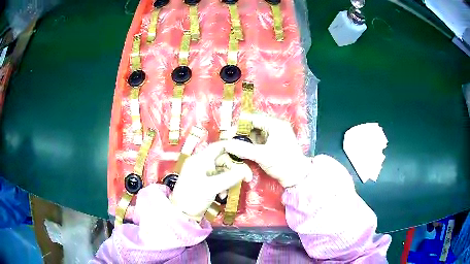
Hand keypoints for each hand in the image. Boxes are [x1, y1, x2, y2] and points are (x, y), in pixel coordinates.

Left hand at [170, 141, 251, 220]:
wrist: (181, 214)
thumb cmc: (193, 197)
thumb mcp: (213, 187)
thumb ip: (230, 177)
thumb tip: (246, 171)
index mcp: (200, 159)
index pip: (220, 146)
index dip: (235, 148)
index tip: (248, 155)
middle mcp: (201, 163)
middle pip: (223, 159)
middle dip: (234, 169)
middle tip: (246, 178)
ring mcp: (202, 173)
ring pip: (222, 170)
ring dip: (229, 179)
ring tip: (229, 191)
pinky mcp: (203, 182)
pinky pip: (218, 178)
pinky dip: (223, 185)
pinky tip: (223, 196)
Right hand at [224, 113, 310, 187]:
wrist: (297, 177)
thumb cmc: (283, 163)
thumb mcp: (262, 156)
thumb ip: (243, 149)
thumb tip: (225, 144)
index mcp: (275, 124)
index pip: (252, 119)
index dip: (238, 125)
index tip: (226, 134)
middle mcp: (274, 126)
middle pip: (252, 125)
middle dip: (239, 133)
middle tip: (227, 141)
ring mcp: (273, 135)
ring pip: (253, 134)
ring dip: (243, 139)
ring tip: (231, 146)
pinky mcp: (271, 144)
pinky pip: (256, 141)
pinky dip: (248, 145)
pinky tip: (240, 150)